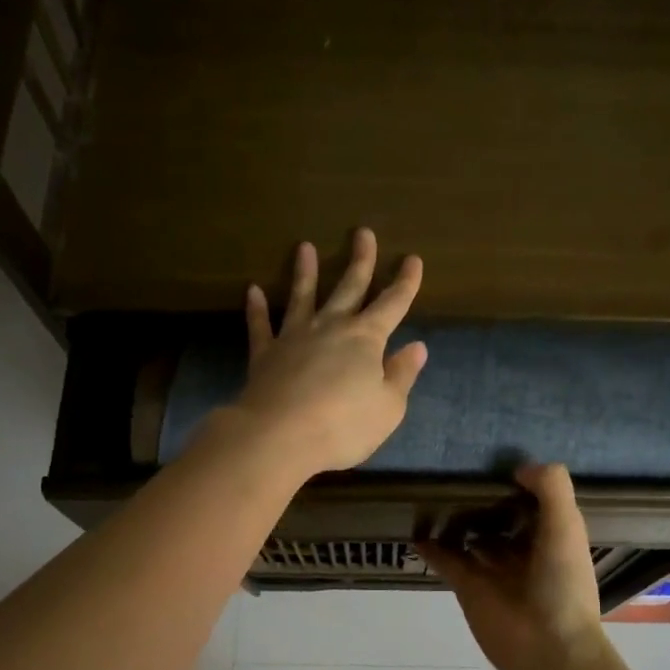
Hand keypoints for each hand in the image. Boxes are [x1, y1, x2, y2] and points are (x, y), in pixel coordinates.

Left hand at [231, 228, 426, 479]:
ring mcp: (294, 338)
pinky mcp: (265, 355)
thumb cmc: (344, 425)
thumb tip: (417, 347)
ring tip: (304, 247)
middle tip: (363, 233)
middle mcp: (331, 328)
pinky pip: (260, 326)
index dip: (405, 283)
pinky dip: (256, 308)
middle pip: (349, 288)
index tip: (413, 259)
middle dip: (360, 261)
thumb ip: (401, 375)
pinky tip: (253, 290)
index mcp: (366, 339)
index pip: (392, 304)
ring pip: (302, 297)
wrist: (280, 436)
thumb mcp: (388, 407)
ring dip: (305, 272)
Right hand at [419, 463, 607, 669]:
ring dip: (457, 521)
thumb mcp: (566, 525)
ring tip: (434, 492)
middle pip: (500, 519)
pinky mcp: (467, 587)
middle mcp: (523, 551)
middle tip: (457, 470)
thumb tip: (519, 467)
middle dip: (484, 500)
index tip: (496, 459)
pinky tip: (416, 529)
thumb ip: (551, 488)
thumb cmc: (562, 583)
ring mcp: (492, 570)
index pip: (535, 503)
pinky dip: (431, 548)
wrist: (546, 647)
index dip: (519, 483)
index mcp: (552, 537)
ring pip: (471, 538)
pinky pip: (445, 561)